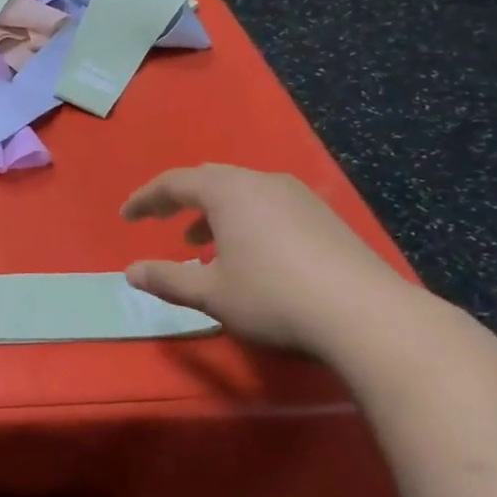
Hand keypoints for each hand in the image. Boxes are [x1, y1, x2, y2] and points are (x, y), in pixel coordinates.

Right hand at [121, 164, 414, 358]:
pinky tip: (250, 255)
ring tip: (202, 244)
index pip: (173, 183)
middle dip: (180, 200)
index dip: (145, 199)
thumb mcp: (210, 293)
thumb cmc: (274, 298)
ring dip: (214, 212)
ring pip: (242, 192)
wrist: (369, 317)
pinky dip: (245, 220)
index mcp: (227, 191)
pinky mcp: (325, 217)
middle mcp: (262, 182)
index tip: (126, 216)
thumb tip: (130, 271)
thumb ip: (166, 278)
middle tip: (161, 221)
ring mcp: (299, 197)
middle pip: (209, 179)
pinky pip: (269, 205)